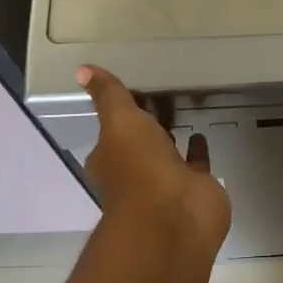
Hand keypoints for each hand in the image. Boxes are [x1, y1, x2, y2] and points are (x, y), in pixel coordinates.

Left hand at [79, 65, 231, 255]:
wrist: (175, 214)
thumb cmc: (139, 166)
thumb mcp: (120, 121)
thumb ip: (108, 95)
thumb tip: (82, 68)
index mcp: (110, 159)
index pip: (111, 132)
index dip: (118, 114)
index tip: (130, 92)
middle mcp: (135, 173)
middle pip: (140, 143)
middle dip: (145, 125)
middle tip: (158, 97)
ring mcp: (166, 182)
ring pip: (167, 153)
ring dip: (171, 137)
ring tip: (181, 109)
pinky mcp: (195, 187)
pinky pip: (195, 163)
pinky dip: (197, 150)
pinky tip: (201, 133)